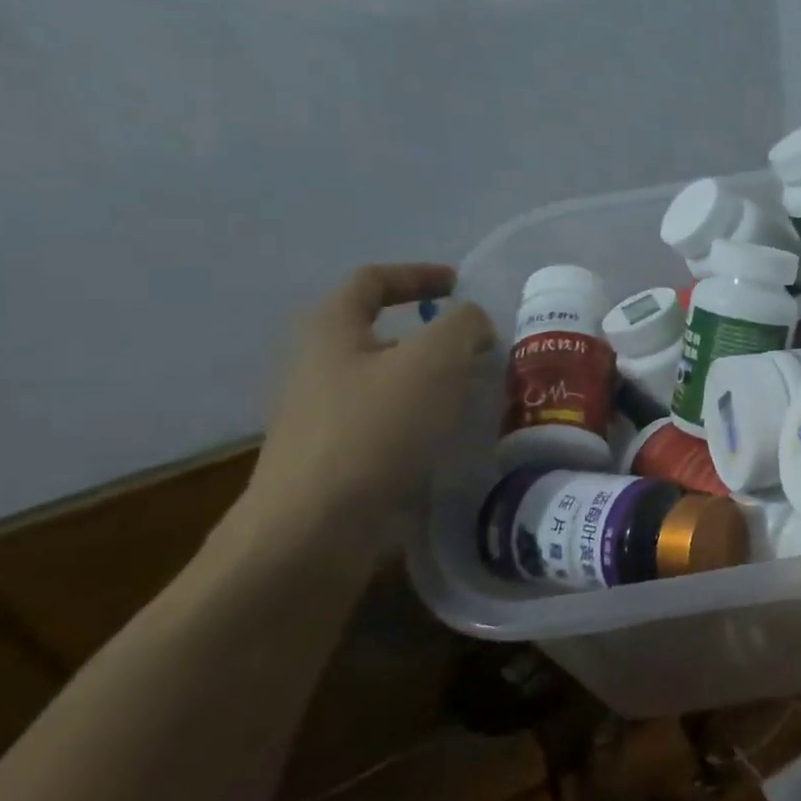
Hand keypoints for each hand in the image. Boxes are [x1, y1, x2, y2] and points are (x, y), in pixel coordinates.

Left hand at [236, 265, 495, 568]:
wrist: (317, 526)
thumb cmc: (375, 429)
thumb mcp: (434, 362)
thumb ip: (462, 327)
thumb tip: (472, 323)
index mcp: (331, 330)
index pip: (372, 282)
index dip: (417, 275)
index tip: (460, 285)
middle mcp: (319, 366)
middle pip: (382, 335)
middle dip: (435, 337)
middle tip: (483, 350)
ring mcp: (324, 415)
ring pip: (390, 382)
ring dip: (435, 382)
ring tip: (481, 395)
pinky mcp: (339, 457)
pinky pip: (391, 423)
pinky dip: (426, 419)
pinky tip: (456, 438)